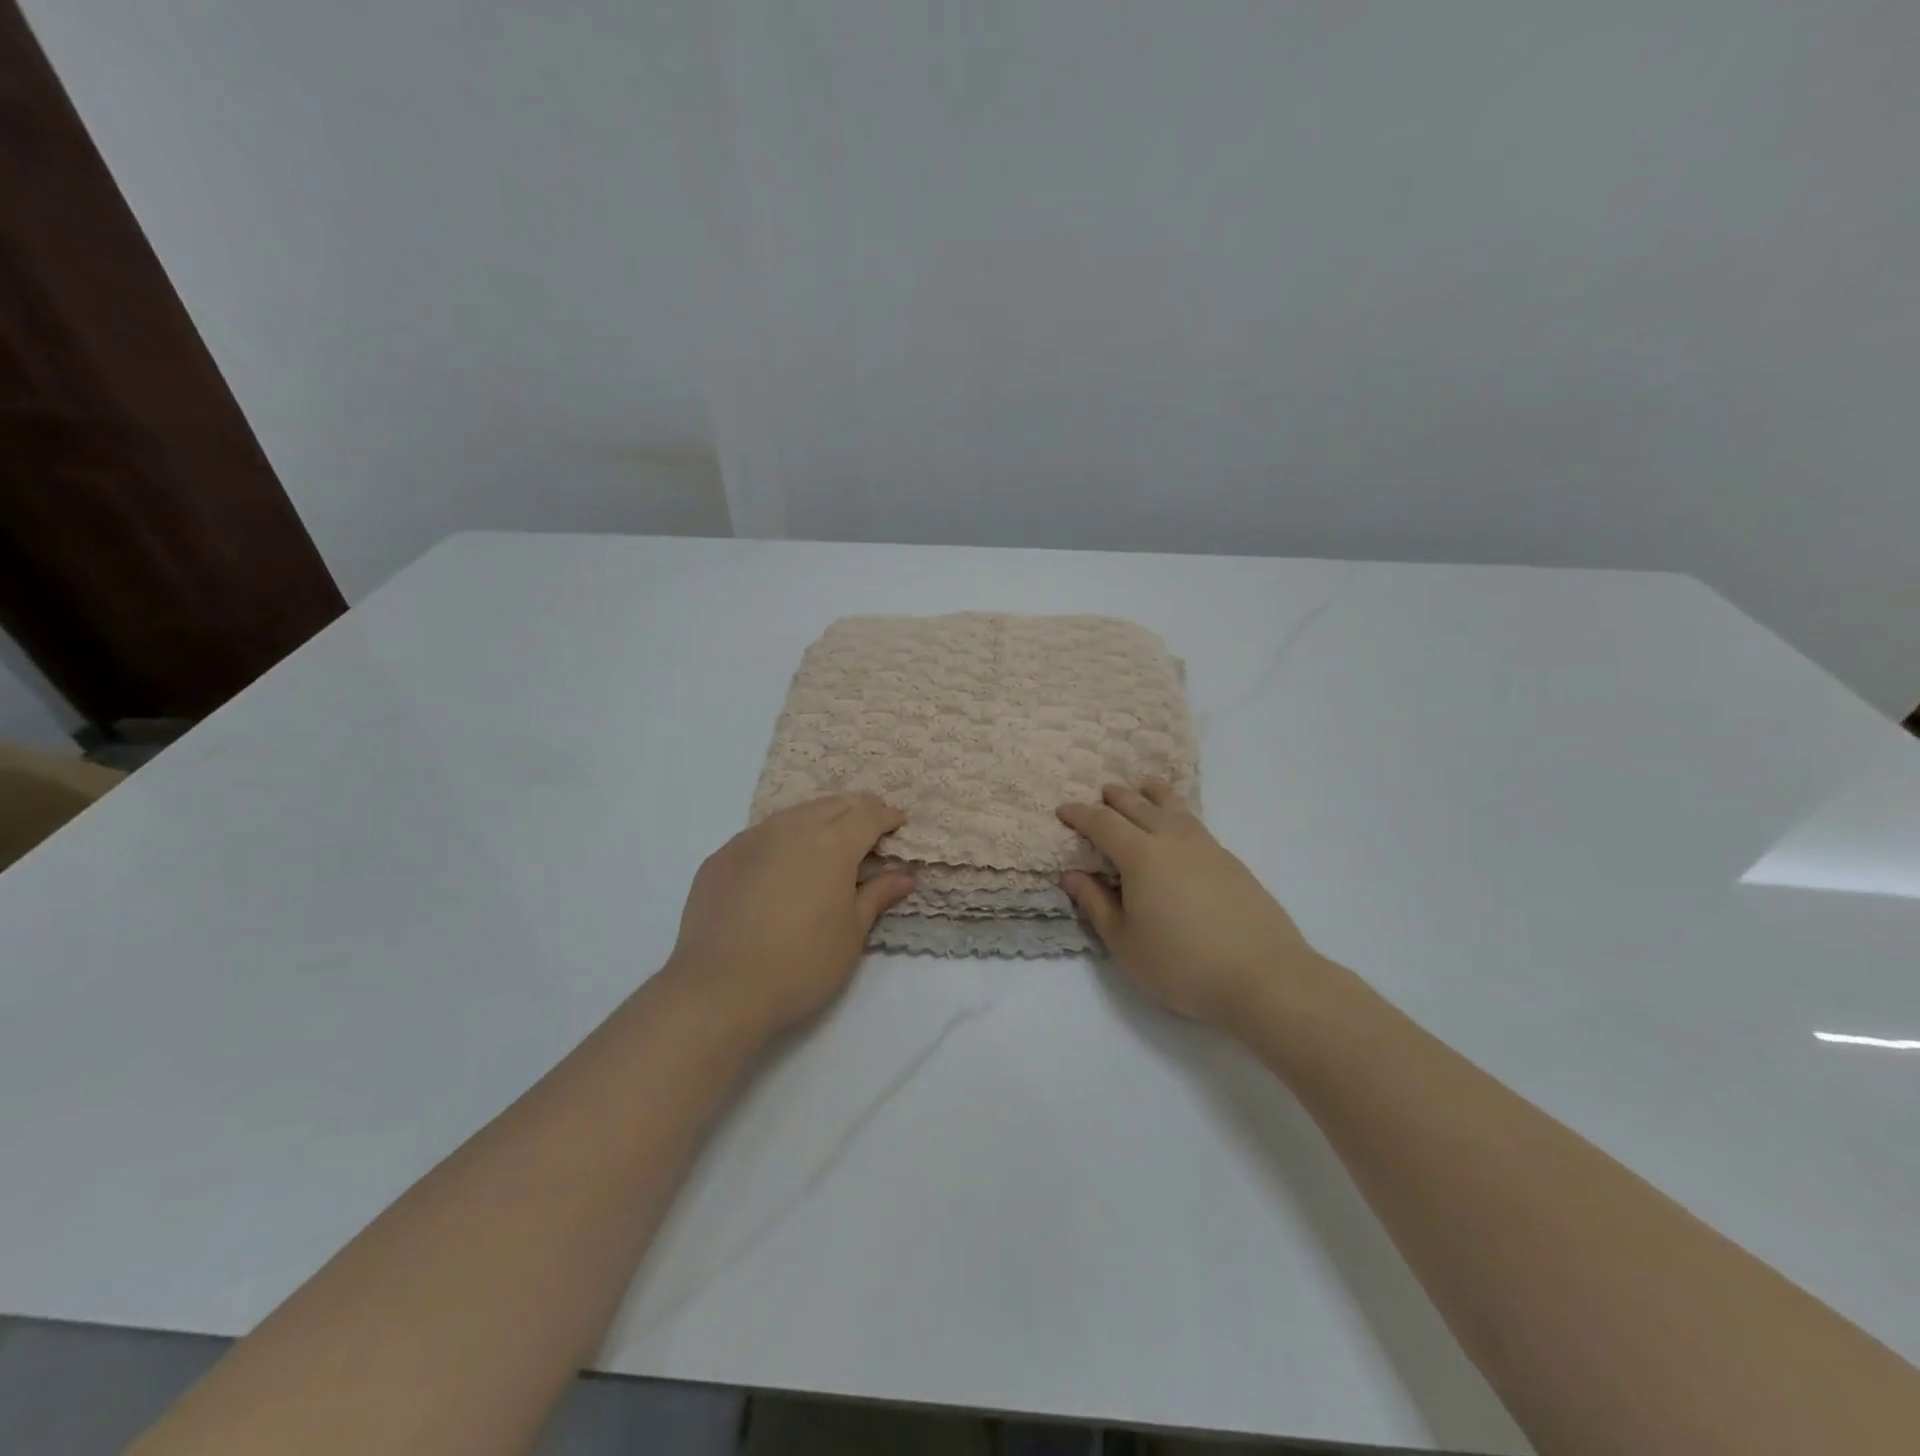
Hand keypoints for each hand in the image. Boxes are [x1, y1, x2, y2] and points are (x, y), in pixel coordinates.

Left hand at [665, 794, 914, 1036]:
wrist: (719, 988)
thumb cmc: (801, 964)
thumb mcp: (851, 933)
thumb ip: (877, 895)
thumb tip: (904, 875)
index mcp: (832, 844)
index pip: (868, 815)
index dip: (887, 816)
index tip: (898, 823)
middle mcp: (792, 829)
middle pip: (832, 804)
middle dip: (856, 809)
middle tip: (870, 826)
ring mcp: (752, 839)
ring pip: (794, 814)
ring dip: (819, 818)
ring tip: (829, 839)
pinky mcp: (721, 857)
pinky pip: (762, 835)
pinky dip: (783, 839)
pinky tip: (782, 864)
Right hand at [1057, 783, 1323, 1029]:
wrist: (1264, 978)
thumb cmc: (1182, 965)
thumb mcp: (1124, 943)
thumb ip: (1095, 904)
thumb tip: (1071, 875)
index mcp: (1141, 856)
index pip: (1103, 823)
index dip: (1080, 814)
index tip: (1063, 810)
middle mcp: (1173, 840)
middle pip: (1140, 806)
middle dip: (1116, 797)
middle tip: (1103, 792)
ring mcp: (1208, 848)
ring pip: (1174, 808)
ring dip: (1153, 795)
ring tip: (1145, 787)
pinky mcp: (1232, 863)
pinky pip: (1195, 823)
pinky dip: (1178, 813)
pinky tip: (1179, 826)